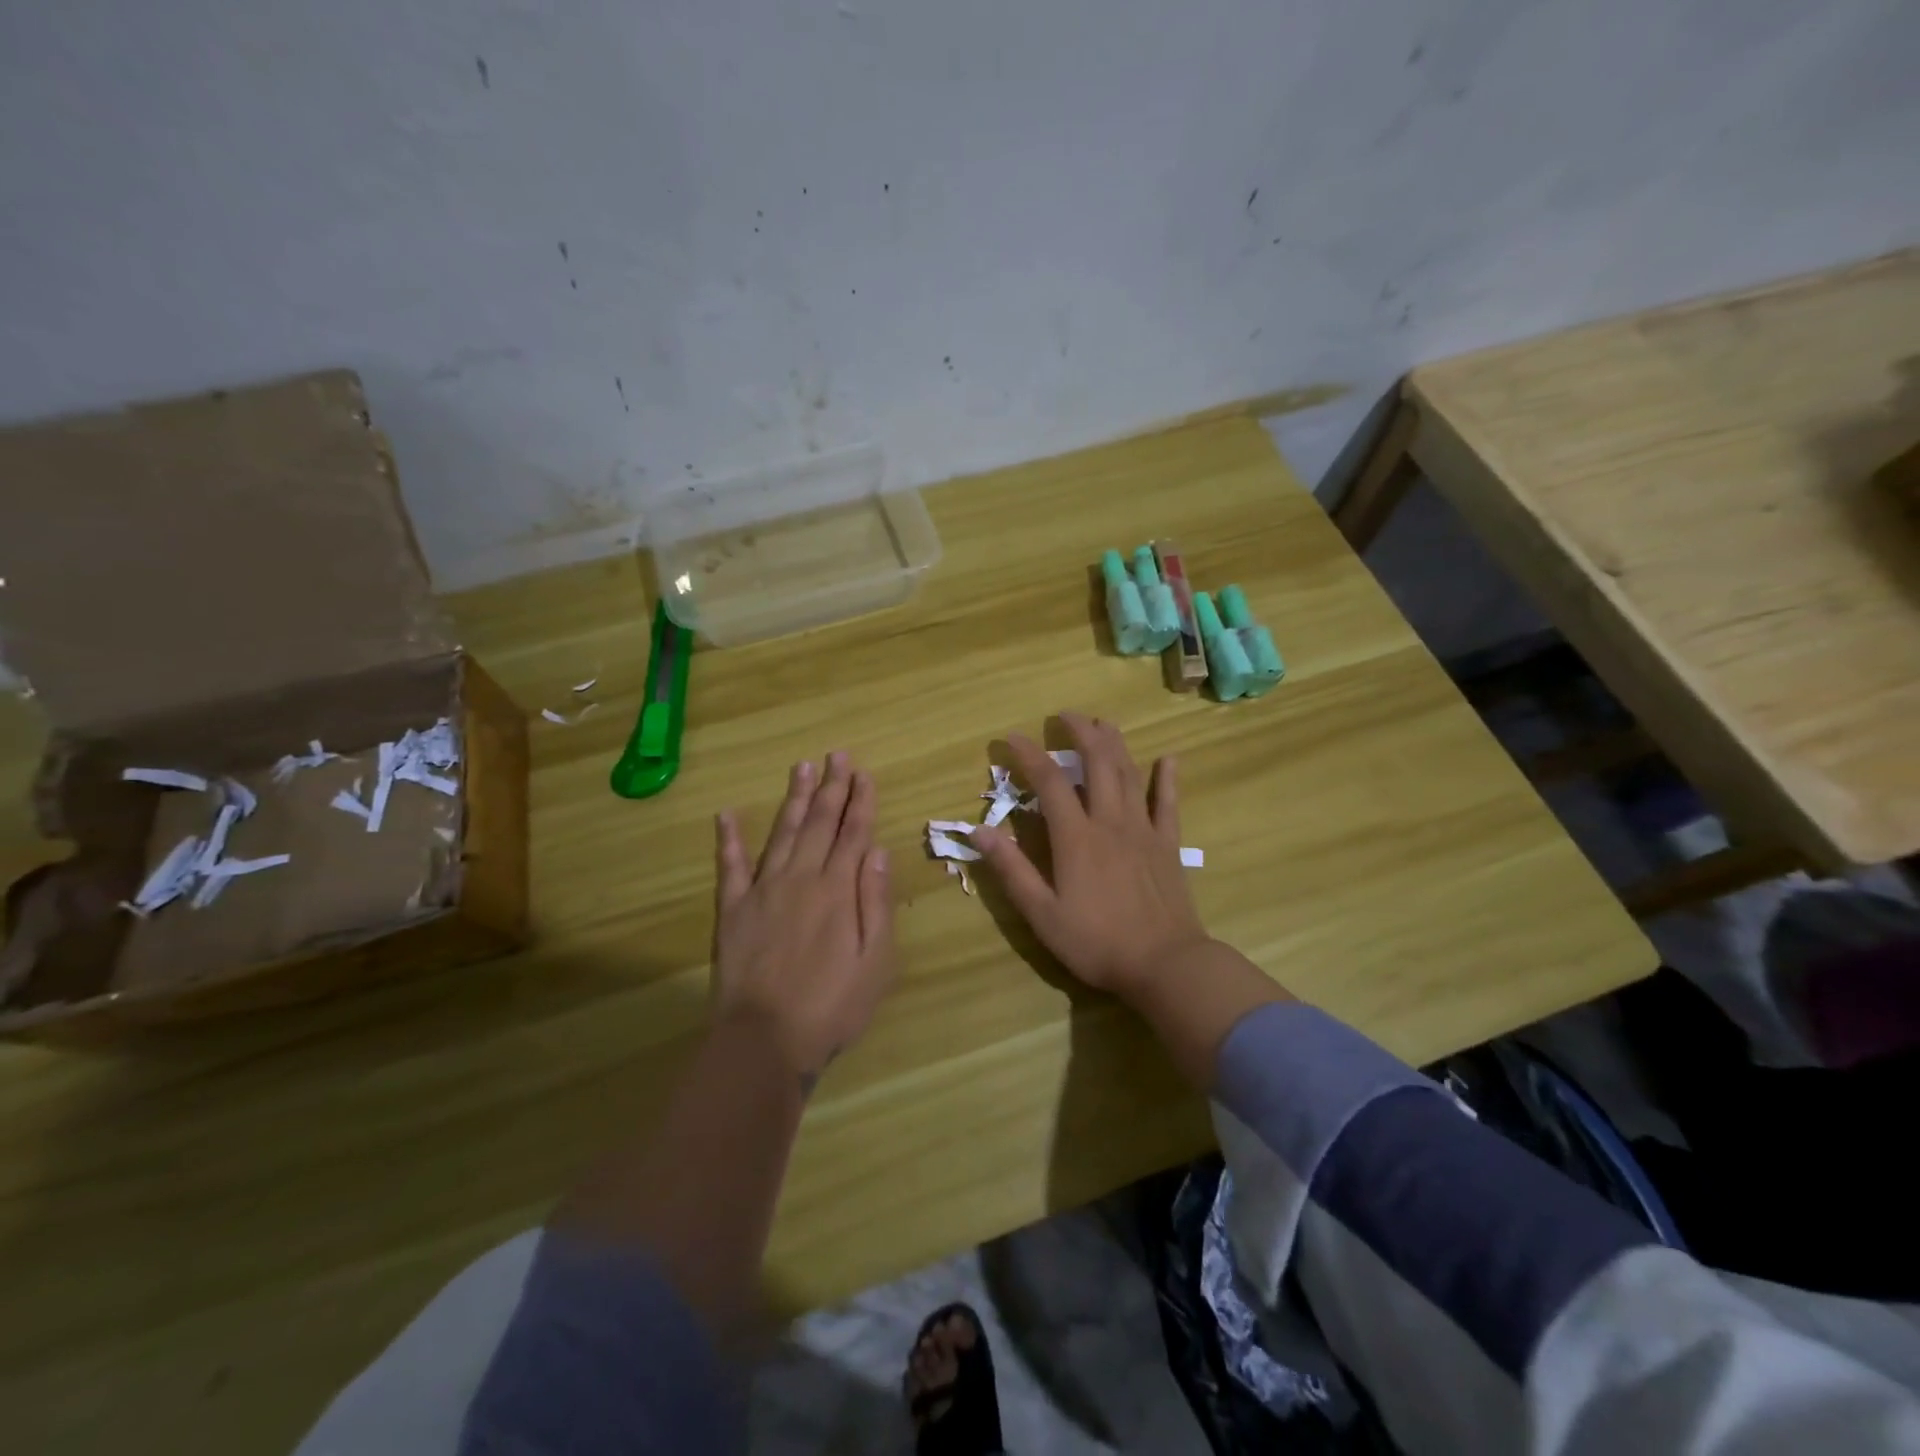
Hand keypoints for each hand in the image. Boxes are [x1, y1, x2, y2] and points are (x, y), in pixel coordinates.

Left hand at [712, 753, 896, 1081]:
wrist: (764, 1041)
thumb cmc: (831, 1007)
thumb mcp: (875, 962)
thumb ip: (876, 903)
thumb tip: (876, 851)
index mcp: (838, 891)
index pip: (854, 834)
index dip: (860, 801)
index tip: (864, 773)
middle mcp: (801, 879)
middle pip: (820, 823)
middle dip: (832, 787)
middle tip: (837, 754)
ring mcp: (762, 891)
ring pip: (782, 833)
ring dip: (793, 799)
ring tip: (802, 767)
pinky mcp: (732, 910)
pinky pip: (729, 866)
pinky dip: (728, 839)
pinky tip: (727, 814)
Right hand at [971, 713, 1208, 998]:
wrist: (1165, 964)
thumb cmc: (1097, 942)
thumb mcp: (1042, 913)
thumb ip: (1011, 869)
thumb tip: (977, 831)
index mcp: (1076, 837)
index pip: (1049, 782)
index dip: (1029, 755)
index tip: (1011, 738)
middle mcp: (1110, 821)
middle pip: (1097, 763)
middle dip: (1080, 733)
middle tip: (1066, 715)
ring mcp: (1143, 830)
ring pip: (1130, 774)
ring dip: (1115, 744)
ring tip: (1103, 723)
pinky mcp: (1168, 845)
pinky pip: (1168, 803)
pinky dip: (1167, 779)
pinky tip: (1169, 759)